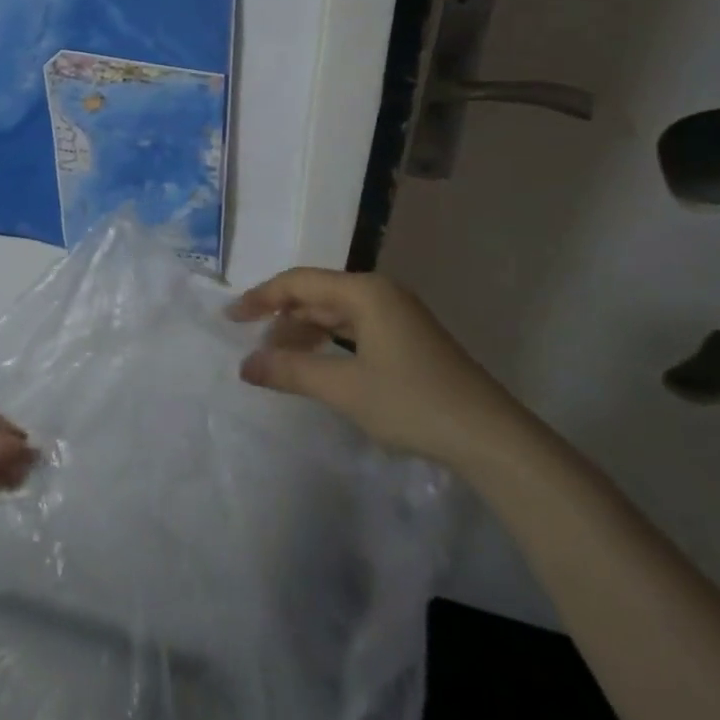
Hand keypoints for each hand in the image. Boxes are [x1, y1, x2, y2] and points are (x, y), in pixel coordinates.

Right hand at [228, 269, 534, 473]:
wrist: (488, 436)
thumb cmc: (412, 403)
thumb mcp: (344, 388)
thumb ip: (291, 371)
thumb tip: (245, 365)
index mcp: (365, 292)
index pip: (299, 282)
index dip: (261, 297)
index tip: (230, 318)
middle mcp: (380, 293)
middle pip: (317, 294)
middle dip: (281, 316)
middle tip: (252, 345)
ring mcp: (397, 316)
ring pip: (336, 313)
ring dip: (304, 331)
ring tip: (278, 359)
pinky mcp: (407, 339)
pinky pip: (354, 329)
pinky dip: (328, 342)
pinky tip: (316, 363)